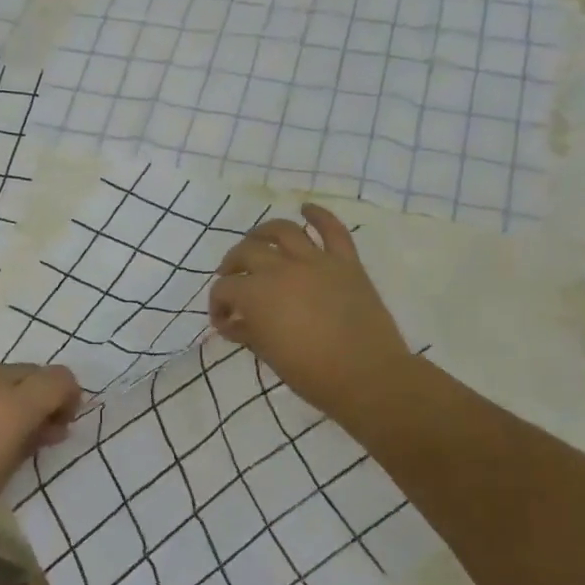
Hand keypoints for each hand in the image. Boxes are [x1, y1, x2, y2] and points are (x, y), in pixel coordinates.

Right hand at [209, 204, 410, 422]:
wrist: (367, 376)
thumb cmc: (311, 374)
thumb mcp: (268, 355)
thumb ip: (247, 332)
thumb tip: (233, 322)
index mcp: (256, 295)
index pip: (224, 289)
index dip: (217, 305)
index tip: (223, 321)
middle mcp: (280, 269)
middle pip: (245, 253)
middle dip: (232, 266)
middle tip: (233, 280)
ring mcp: (315, 261)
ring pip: (282, 230)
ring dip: (263, 233)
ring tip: (257, 241)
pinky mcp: (345, 262)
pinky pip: (332, 230)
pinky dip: (319, 215)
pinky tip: (306, 209)